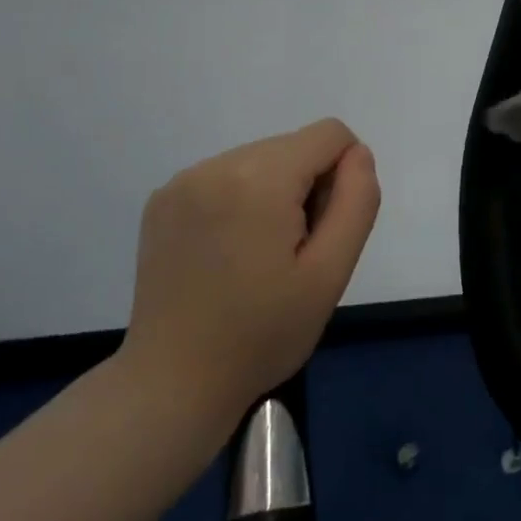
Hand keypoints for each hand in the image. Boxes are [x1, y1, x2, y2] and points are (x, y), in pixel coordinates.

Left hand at [118, 119, 379, 426]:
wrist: (171, 385)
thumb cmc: (261, 335)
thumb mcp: (330, 274)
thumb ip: (357, 201)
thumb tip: (357, 154)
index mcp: (260, 177)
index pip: (330, 135)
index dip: (342, 178)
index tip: (320, 233)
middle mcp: (218, 163)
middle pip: (294, 147)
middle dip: (305, 188)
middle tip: (290, 255)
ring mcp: (184, 179)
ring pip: (261, 159)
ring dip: (273, 194)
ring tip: (256, 257)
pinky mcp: (163, 198)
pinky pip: (225, 175)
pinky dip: (239, 201)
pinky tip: (225, 253)